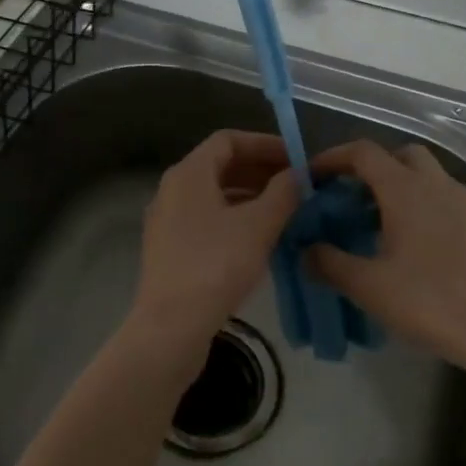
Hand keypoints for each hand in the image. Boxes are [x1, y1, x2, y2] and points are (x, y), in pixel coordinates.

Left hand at [133, 130, 299, 345]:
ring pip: (214, 195)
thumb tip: (298, 174)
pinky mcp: (170, 249)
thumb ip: (283, 193)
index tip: (296, 158)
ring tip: (285, 210)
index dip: (264, 143)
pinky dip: (234, 218)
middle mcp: (172, 190)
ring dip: (250, 196)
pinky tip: (260, 238)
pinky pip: (206, 219)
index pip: (228, 140)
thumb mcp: (259, 225)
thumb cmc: (216, 265)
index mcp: (188, 173)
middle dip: (260, 170)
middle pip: (220, 166)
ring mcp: (167, 221)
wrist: (172, 325)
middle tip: (296, 184)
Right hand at [306, 141, 465, 390]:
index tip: (310, 178)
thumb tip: (305, 249)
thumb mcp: (369, 287)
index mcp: (406, 189)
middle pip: (399, 155)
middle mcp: (437, 185)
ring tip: (372, 226)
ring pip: (424, 177)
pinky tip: (407, 247)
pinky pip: (441, 200)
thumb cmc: (433, 303)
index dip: (332, 158)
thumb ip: (329, 263)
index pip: (363, 152)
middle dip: (369, 169)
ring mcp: (465, 203)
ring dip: (395, 188)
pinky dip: (418, 207)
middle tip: (346, 200)